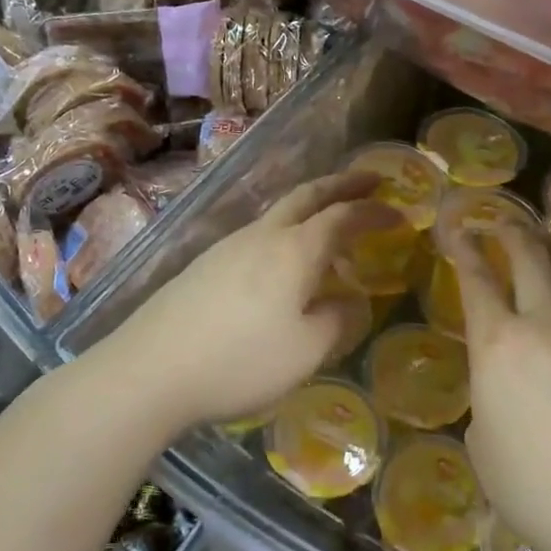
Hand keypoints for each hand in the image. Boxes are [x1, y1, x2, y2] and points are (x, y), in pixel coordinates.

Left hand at [107, 172, 399, 429]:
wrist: (149, 371)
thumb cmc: (239, 360)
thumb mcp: (305, 351)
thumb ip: (337, 320)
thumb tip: (351, 301)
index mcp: (294, 250)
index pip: (343, 217)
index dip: (374, 212)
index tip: (401, 214)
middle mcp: (261, 236)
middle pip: (307, 195)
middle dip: (343, 184)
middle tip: (371, 180)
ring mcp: (227, 246)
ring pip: (278, 212)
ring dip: (312, 207)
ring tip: (331, 224)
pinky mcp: (204, 265)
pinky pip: (258, 235)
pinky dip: (286, 232)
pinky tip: (283, 261)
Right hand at [449, 224, 550, 550]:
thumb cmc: (530, 486)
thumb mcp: (482, 442)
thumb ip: (487, 399)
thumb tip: (503, 388)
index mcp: (497, 346)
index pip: (475, 282)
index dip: (462, 249)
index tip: (455, 227)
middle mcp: (544, 326)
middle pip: (528, 261)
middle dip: (511, 233)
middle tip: (501, 221)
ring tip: (548, 239)